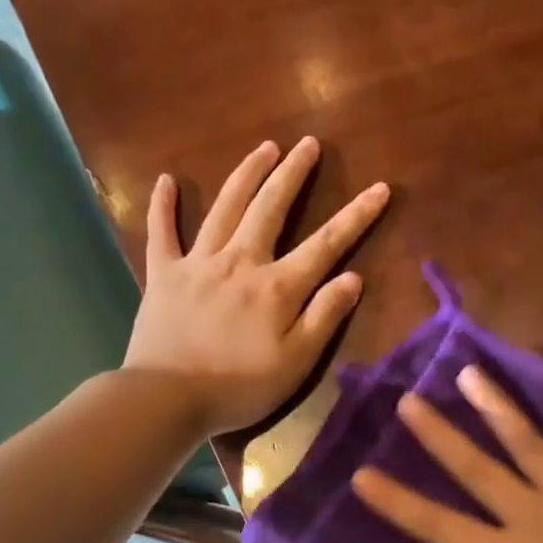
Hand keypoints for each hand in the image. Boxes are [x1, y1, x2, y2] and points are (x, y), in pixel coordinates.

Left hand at [124, 137, 389, 435]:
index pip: (326, 244)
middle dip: (293, 174)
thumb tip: (353, 278)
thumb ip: (325, 317)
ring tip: (264, 147)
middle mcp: (241, 262)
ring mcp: (198, 263)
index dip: (356, 216)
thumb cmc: (240, 386)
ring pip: (226, 208)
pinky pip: (163, 232)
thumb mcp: (297, 362)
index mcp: (278, 287)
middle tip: (308, 144)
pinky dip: (164, 206)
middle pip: (271, 208)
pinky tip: (166, 180)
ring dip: (246, 174)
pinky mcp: (164, 274)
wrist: (167, 399)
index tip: (379, 188)